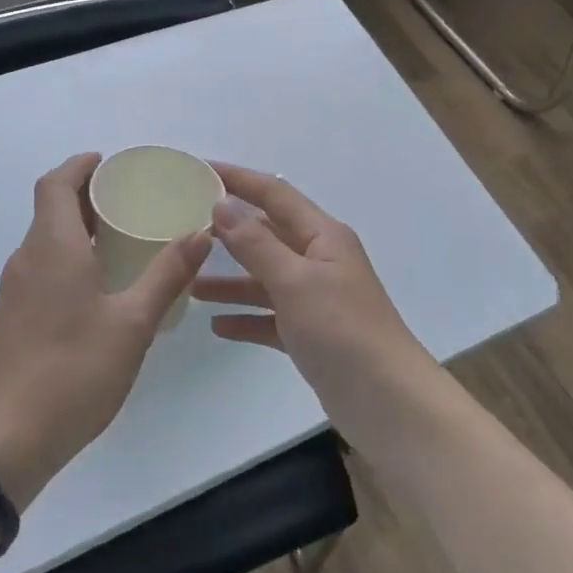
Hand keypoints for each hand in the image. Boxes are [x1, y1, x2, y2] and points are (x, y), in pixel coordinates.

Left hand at [0, 153, 210, 507]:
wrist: (4, 442)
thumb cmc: (72, 372)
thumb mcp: (132, 324)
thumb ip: (167, 275)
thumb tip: (200, 232)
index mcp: (52, 247)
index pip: (55, 183)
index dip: (80, 166)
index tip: (109, 164)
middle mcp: (27, 259)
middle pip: (50, 209)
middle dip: (86, 195)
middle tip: (129, 200)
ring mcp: (14, 291)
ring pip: (45, 241)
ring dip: (77, 228)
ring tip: (121, 239)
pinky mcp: (11, 319)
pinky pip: (41, 268)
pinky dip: (68, 257)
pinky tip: (98, 287)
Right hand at [193, 164, 439, 445]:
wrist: (388, 403)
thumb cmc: (342, 330)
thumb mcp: (294, 280)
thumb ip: (255, 243)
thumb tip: (222, 204)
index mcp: (322, 236)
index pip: (274, 194)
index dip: (239, 179)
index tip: (200, 169)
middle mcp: (319, 260)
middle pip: (268, 234)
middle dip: (229, 231)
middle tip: (185, 227)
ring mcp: (317, 299)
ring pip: (265, 279)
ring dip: (231, 281)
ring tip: (190, 284)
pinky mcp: (312, 335)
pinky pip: (271, 317)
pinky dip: (246, 318)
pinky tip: (217, 327)